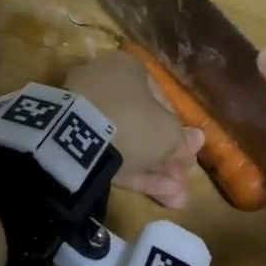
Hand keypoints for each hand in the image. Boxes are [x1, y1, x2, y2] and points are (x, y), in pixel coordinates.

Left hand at [65, 51, 204, 208]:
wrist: (76, 139)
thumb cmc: (133, 121)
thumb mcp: (168, 133)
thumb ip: (182, 140)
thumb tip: (196, 142)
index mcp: (128, 68)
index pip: (160, 99)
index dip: (177, 129)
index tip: (187, 154)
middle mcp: (104, 84)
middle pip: (142, 124)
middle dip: (165, 156)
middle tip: (183, 179)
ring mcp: (84, 113)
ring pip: (125, 143)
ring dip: (153, 170)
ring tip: (177, 197)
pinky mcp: (68, 140)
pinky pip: (106, 154)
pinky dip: (130, 173)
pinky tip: (157, 196)